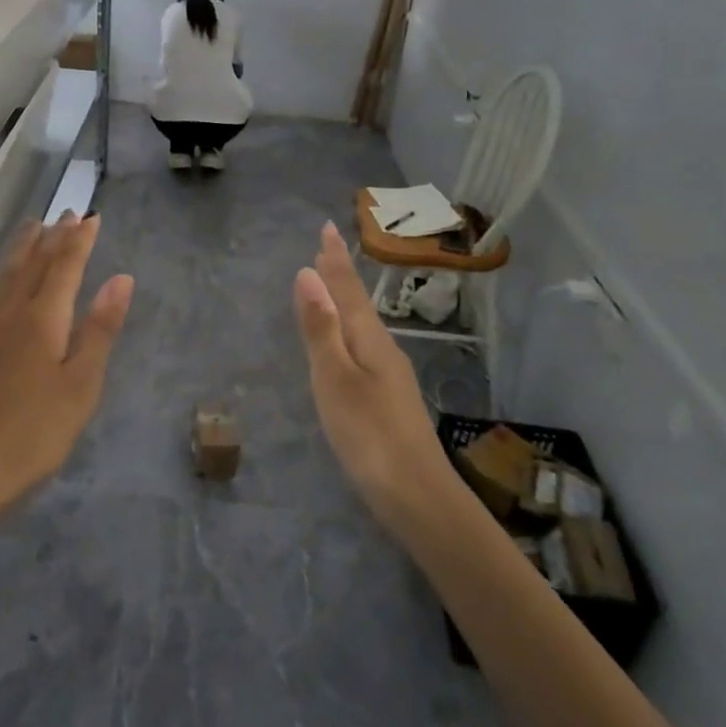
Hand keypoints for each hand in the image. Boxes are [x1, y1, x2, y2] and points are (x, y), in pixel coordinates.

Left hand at [0, 215, 133, 517]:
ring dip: (21, 250)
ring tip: (31, 227)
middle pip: (34, 265)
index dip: (80, 240)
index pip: (66, 267)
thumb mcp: (82, 382)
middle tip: (67, 213)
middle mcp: (14, 315)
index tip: (92, 216)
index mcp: (45, 319)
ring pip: (6, 279)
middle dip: (53, 237)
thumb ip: (100, 328)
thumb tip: (121, 278)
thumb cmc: (38, 430)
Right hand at [293, 221, 452, 534]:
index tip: (327, 228)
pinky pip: (365, 348)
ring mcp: (390, 377)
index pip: (348, 290)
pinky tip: (349, 347)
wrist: (418, 498)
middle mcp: (383, 351)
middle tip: (328, 250)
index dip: (334, 260)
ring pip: (364, 327)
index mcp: (369, 341)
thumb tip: (306, 273)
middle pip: (359, 304)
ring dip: (347, 302)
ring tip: (334, 288)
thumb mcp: (335, 379)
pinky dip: (350, 332)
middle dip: (342, 276)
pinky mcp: (389, 400)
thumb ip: (321, 328)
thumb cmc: (369, 435)